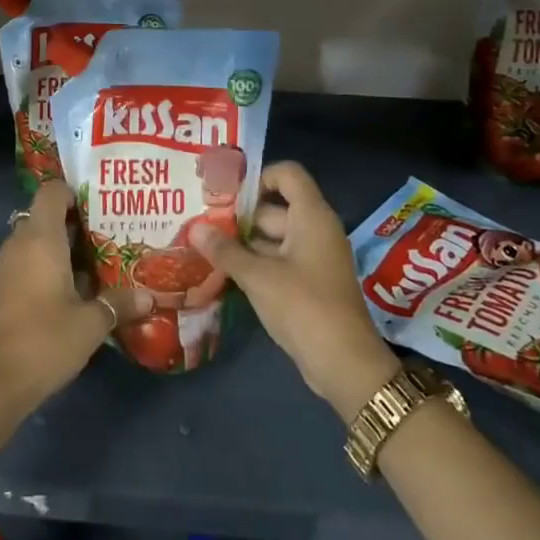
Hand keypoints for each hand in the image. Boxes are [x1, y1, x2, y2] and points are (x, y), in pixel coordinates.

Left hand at [0, 180, 152, 423]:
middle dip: (78, 221)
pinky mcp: (5, 292)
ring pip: (40, 243)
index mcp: (40, 238)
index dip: (75, 190)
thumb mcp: (90, 324)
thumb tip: (149, 297)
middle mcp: (21, 245)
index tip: (104, 201)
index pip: (51, 192)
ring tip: (106, 258)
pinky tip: (83, 288)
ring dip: (67, 248)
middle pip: (47, 216)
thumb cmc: (43, 340)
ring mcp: (9, 269)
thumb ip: (119, 304)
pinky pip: (32, 265)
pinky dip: (54, 268)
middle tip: (114, 230)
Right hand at [190, 162, 399, 419]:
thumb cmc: (304, 307)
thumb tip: (194, 228)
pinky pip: (277, 261)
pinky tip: (223, 272)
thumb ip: (225, 250)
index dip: (258, 177)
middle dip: (238, 215)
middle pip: (274, 207)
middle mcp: (315, 230)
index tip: (226, 194)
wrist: (344, 364)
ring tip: (203, 246)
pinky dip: (253, 263)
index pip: (287, 174)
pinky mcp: (308, 283)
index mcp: (312, 217)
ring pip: (272, 237)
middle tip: (200, 222)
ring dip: (242, 242)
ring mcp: (312, 258)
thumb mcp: (258, 277)